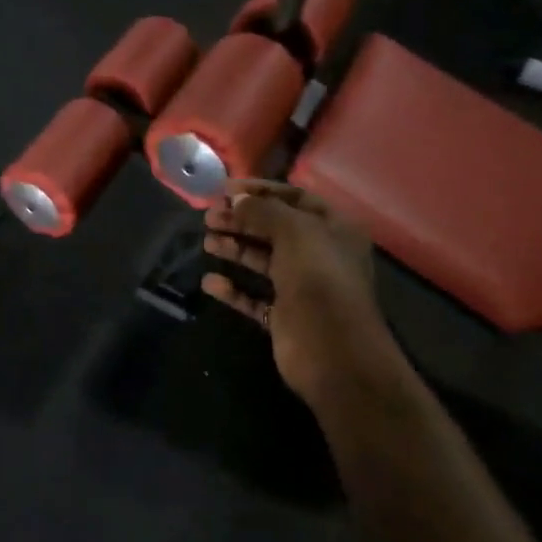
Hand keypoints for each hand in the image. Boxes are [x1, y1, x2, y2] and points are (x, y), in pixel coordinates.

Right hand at [200, 181, 400, 408]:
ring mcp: (301, 287)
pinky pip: (254, 297)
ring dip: (235, 248)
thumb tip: (235, 199)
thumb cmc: (319, 279)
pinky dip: (233, 289)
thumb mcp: (294, 232)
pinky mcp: (284, 316)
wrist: (334, 352)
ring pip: (262, 261)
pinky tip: (210, 281)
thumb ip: (263, 211)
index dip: (261, 190)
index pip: (295, 198)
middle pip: (274, 229)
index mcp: (333, 229)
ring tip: (207, 241)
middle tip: (208, 216)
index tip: (225, 189)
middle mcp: (319, 254)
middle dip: (241, 219)